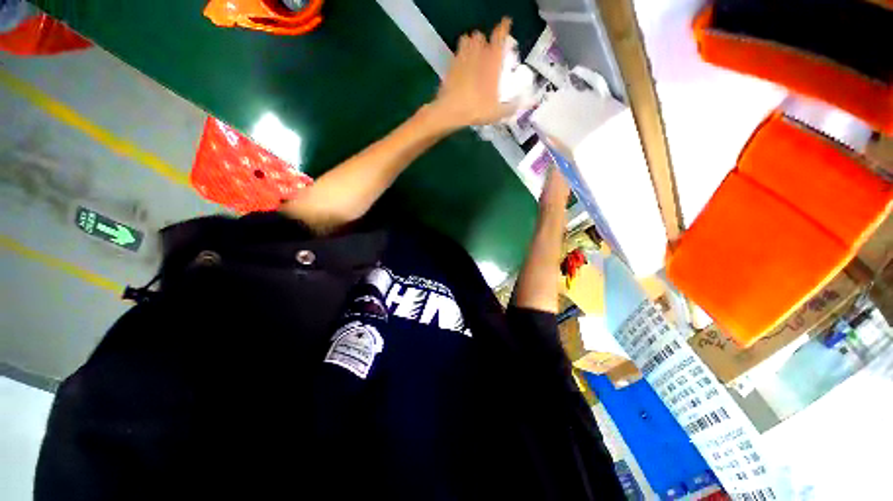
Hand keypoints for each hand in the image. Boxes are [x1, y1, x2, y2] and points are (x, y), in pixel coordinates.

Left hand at [430, 18, 516, 128]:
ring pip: (466, 39)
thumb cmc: (476, 109)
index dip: (503, 28)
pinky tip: (461, 69)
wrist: (451, 111)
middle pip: (479, 36)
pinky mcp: (450, 66)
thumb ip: (510, 108)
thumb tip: (519, 105)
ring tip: (473, 56)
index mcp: (492, 61)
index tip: (506, 24)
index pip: (499, 36)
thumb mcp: (497, 113)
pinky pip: (456, 54)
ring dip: (470, 44)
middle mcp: (477, 54)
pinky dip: (459, 57)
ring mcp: (461, 58)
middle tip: (485, 52)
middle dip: (482, 41)